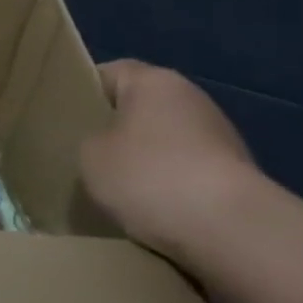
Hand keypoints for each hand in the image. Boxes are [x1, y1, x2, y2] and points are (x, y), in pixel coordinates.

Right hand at [79, 59, 265, 255]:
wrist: (231, 229)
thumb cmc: (149, 177)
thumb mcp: (90, 157)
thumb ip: (90, 141)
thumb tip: (105, 145)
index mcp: (154, 81)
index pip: (109, 73)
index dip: (84, 93)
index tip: (66, 121)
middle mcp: (191, 98)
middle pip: (140, 108)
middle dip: (116, 132)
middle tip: (87, 159)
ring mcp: (220, 135)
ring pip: (165, 142)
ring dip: (146, 162)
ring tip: (120, 193)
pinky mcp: (236, 174)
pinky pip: (188, 172)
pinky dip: (171, 187)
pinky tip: (154, 212)